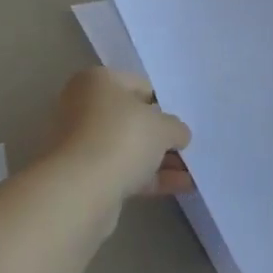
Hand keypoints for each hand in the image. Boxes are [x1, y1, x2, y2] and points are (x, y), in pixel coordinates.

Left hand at [47, 68, 193, 200]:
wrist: (80, 191)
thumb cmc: (121, 138)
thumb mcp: (161, 126)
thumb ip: (174, 127)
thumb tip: (178, 134)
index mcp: (97, 81)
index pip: (139, 85)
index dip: (163, 103)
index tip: (181, 121)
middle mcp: (83, 106)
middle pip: (131, 119)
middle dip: (160, 135)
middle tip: (187, 147)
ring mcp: (80, 143)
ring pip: (127, 147)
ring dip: (158, 160)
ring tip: (192, 173)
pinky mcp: (83, 176)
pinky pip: (122, 171)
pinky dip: (148, 178)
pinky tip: (180, 187)